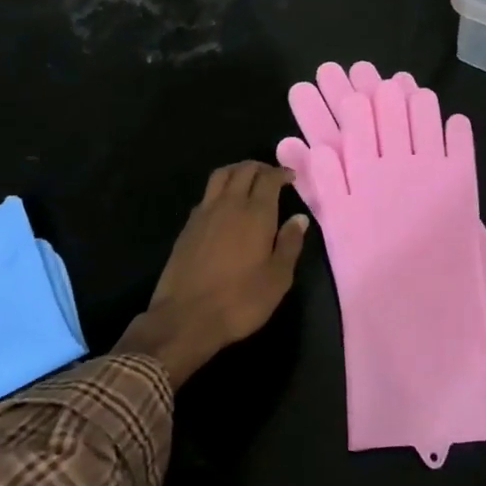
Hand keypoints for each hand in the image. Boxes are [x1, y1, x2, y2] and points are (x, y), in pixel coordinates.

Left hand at [115, 162, 308, 388]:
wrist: (186, 317)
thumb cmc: (240, 300)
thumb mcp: (277, 278)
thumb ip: (290, 244)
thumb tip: (299, 218)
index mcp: (255, 213)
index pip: (268, 178)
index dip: (281, 173)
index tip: (291, 177)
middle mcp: (228, 204)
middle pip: (243, 170)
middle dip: (260, 167)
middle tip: (271, 175)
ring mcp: (203, 213)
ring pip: (220, 176)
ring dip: (236, 171)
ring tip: (247, 180)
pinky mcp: (187, 227)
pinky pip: (206, 195)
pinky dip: (220, 190)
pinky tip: (225, 205)